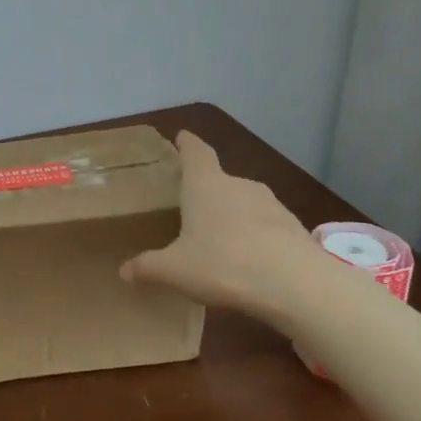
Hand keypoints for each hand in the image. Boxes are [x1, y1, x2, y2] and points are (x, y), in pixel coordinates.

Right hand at [120, 131, 330, 325]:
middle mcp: (239, 186)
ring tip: (220, 241)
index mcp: (206, 185)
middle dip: (206, 192)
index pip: (196, 153)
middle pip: (219, 180)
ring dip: (233, 216)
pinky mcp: (294, 228)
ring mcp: (272, 205)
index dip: (187, 144)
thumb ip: (148, 267)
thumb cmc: (224, 265)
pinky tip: (249, 262)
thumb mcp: (175, 270)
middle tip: (191, 210)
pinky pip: (266, 227)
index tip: (182, 136)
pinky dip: (256, 237)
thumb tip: (124, 271)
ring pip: (245, 203)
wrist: (297, 285)